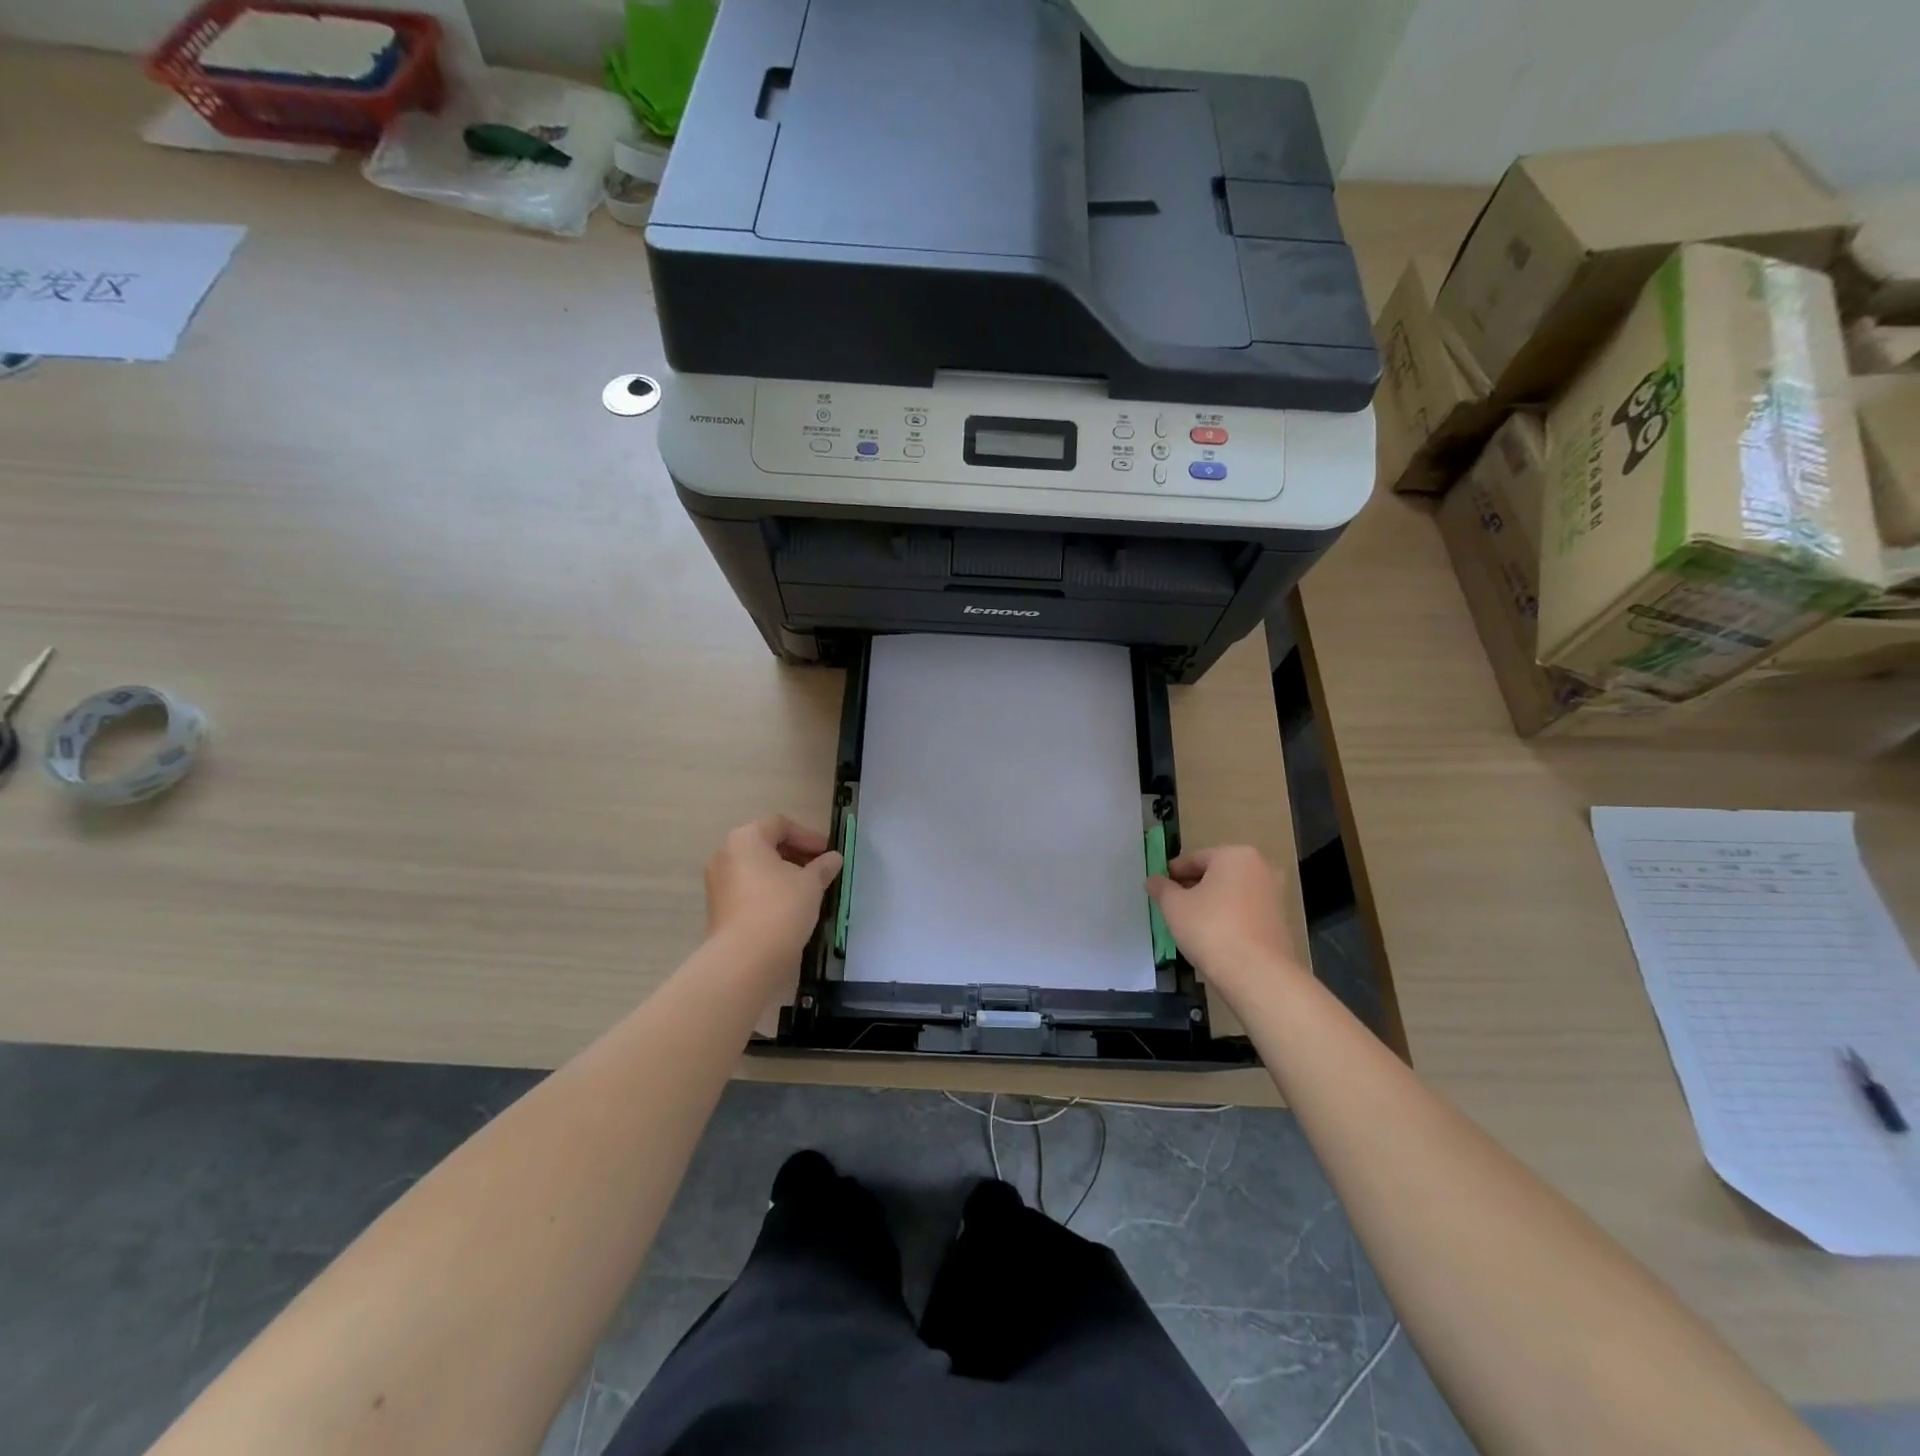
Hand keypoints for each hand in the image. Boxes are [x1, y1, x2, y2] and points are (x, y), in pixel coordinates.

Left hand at [705, 816, 843, 961]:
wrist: (745, 959)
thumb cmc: (781, 908)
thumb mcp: (811, 884)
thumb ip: (823, 867)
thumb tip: (833, 858)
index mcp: (746, 839)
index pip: (781, 825)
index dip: (809, 836)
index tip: (828, 854)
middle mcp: (726, 855)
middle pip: (766, 845)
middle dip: (796, 856)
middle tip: (821, 871)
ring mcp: (718, 883)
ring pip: (757, 869)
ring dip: (783, 875)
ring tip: (808, 891)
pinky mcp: (718, 908)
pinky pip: (748, 890)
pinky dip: (769, 891)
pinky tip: (789, 908)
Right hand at [1147, 845, 1307, 995]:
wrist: (1257, 974)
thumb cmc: (1211, 928)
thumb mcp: (1174, 906)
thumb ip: (1162, 888)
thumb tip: (1154, 880)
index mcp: (1236, 855)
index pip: (1195, 858)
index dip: (1172, 873)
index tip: (1158, 889)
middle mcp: (1261, 868)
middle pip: (1216, 874)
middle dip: (1193, 887)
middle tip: (1172, 906)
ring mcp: (1275, 895)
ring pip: (1232, 894)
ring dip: (1211, 903)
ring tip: (1190, 924)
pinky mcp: (1280, 922)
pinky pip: (1245, 912)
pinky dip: (1228, 918)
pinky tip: (1213, 937)